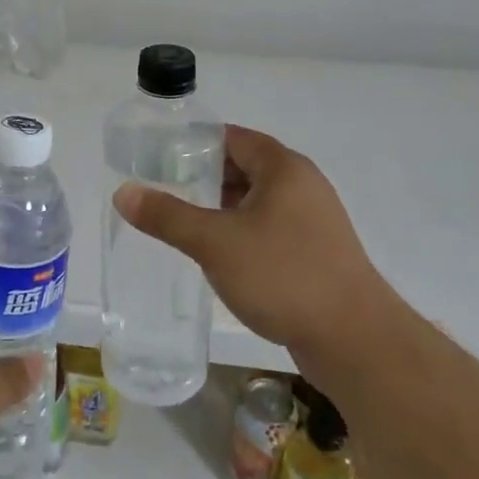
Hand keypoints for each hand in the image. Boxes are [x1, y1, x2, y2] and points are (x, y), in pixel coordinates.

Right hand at [111, 125, 399, 377]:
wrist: (355, 341)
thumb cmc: (283, 276)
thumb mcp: (215, 242)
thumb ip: (168, 215)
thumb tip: (123, 192)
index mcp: (283, 168)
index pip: (233, 137)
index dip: (196, 143)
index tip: (160, 156)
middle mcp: (302, 185)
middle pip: (245, 167)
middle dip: (204, 177)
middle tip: (163, 189)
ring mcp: (313, 221)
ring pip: (257, 201)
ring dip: (222, 208)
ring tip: (183, 221)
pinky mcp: (316, 253)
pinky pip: (270, 229)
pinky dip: (242, 232)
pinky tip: (219, 255)